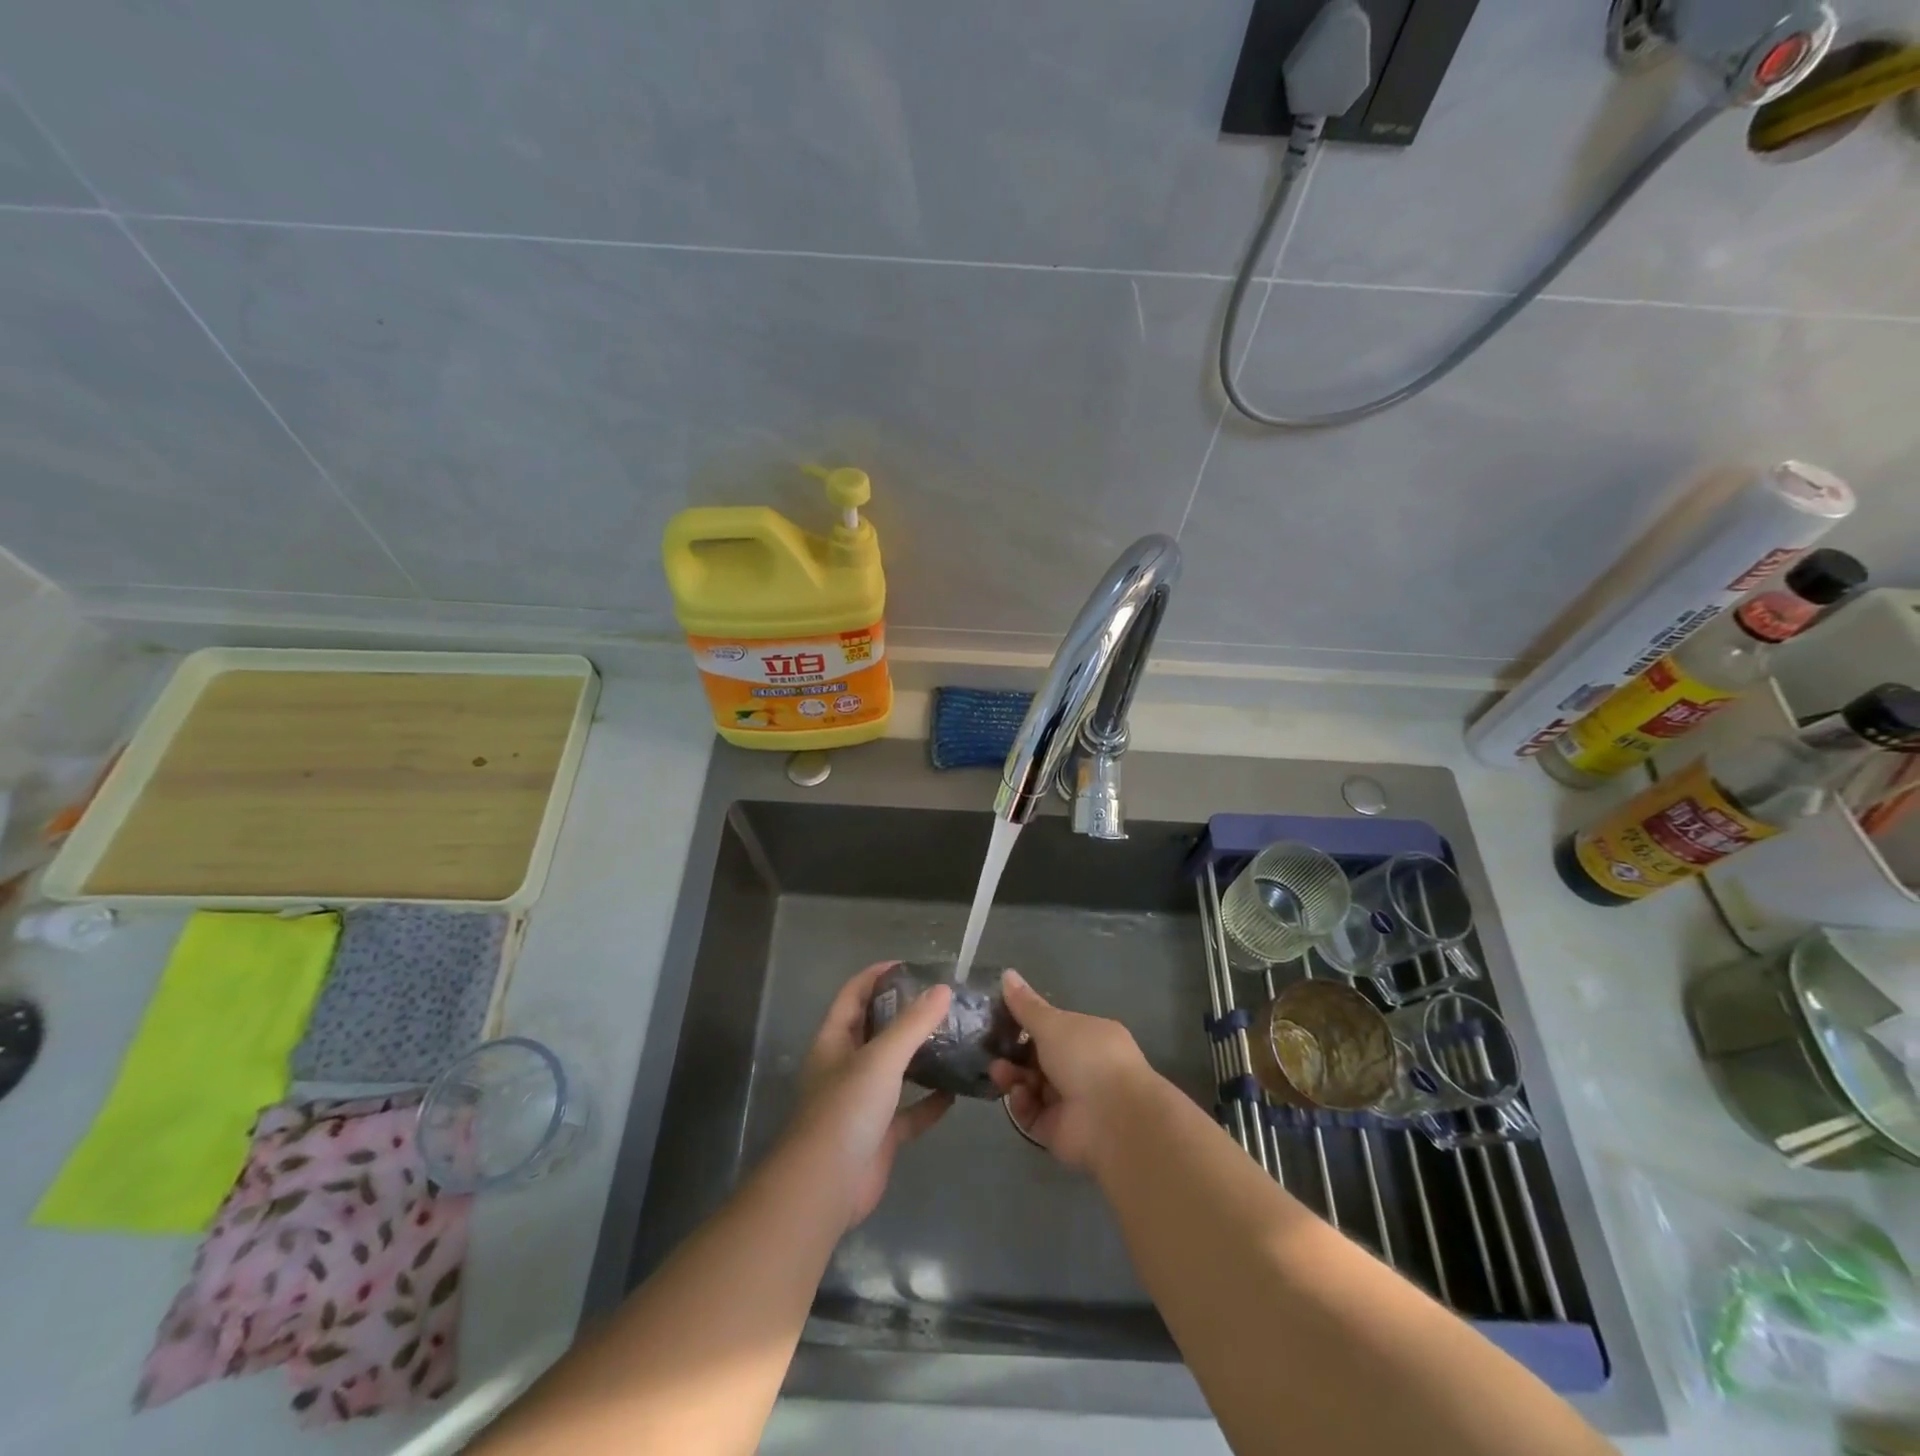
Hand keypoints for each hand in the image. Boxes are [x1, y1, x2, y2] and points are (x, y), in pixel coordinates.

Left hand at [788, 962, 954, 1226]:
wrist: (825, 1188)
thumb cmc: (846, 1110)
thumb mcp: (881, 1058)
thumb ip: (913, 1024)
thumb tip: (943, 989)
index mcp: (835, 1040)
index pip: (854, 994)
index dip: (877, 976)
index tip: (910, 966)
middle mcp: (846, 1066)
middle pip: (876, 1029)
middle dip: (905, 1013)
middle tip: (942, 1000)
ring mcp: (862, 1102)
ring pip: (895, 1069)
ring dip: (920, 1056)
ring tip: (955, 1037)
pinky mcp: (880, 1134)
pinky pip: (909, 1111)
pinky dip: (930, 1102)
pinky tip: (957, 1091)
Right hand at [989, 969, 1160, 1170]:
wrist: (1113, 1120)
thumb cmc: (1086, 1057)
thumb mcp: (1052, 1023)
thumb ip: (1026, 1005)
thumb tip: (1007, 973)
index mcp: (1088, 1037)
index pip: (1052, 1028)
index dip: (1025, 1024)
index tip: (998, 1019)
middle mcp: (1082, 1068)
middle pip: (1037, 1058)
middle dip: (1013, 1053)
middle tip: (992, 1049)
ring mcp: (1070, 1101)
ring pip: (1031, 1086)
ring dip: (1012, 1077)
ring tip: (999, 1072)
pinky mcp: (1058, 1130)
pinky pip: (1031, 1114)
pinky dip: (1022, 1104)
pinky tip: (1019, 1095)